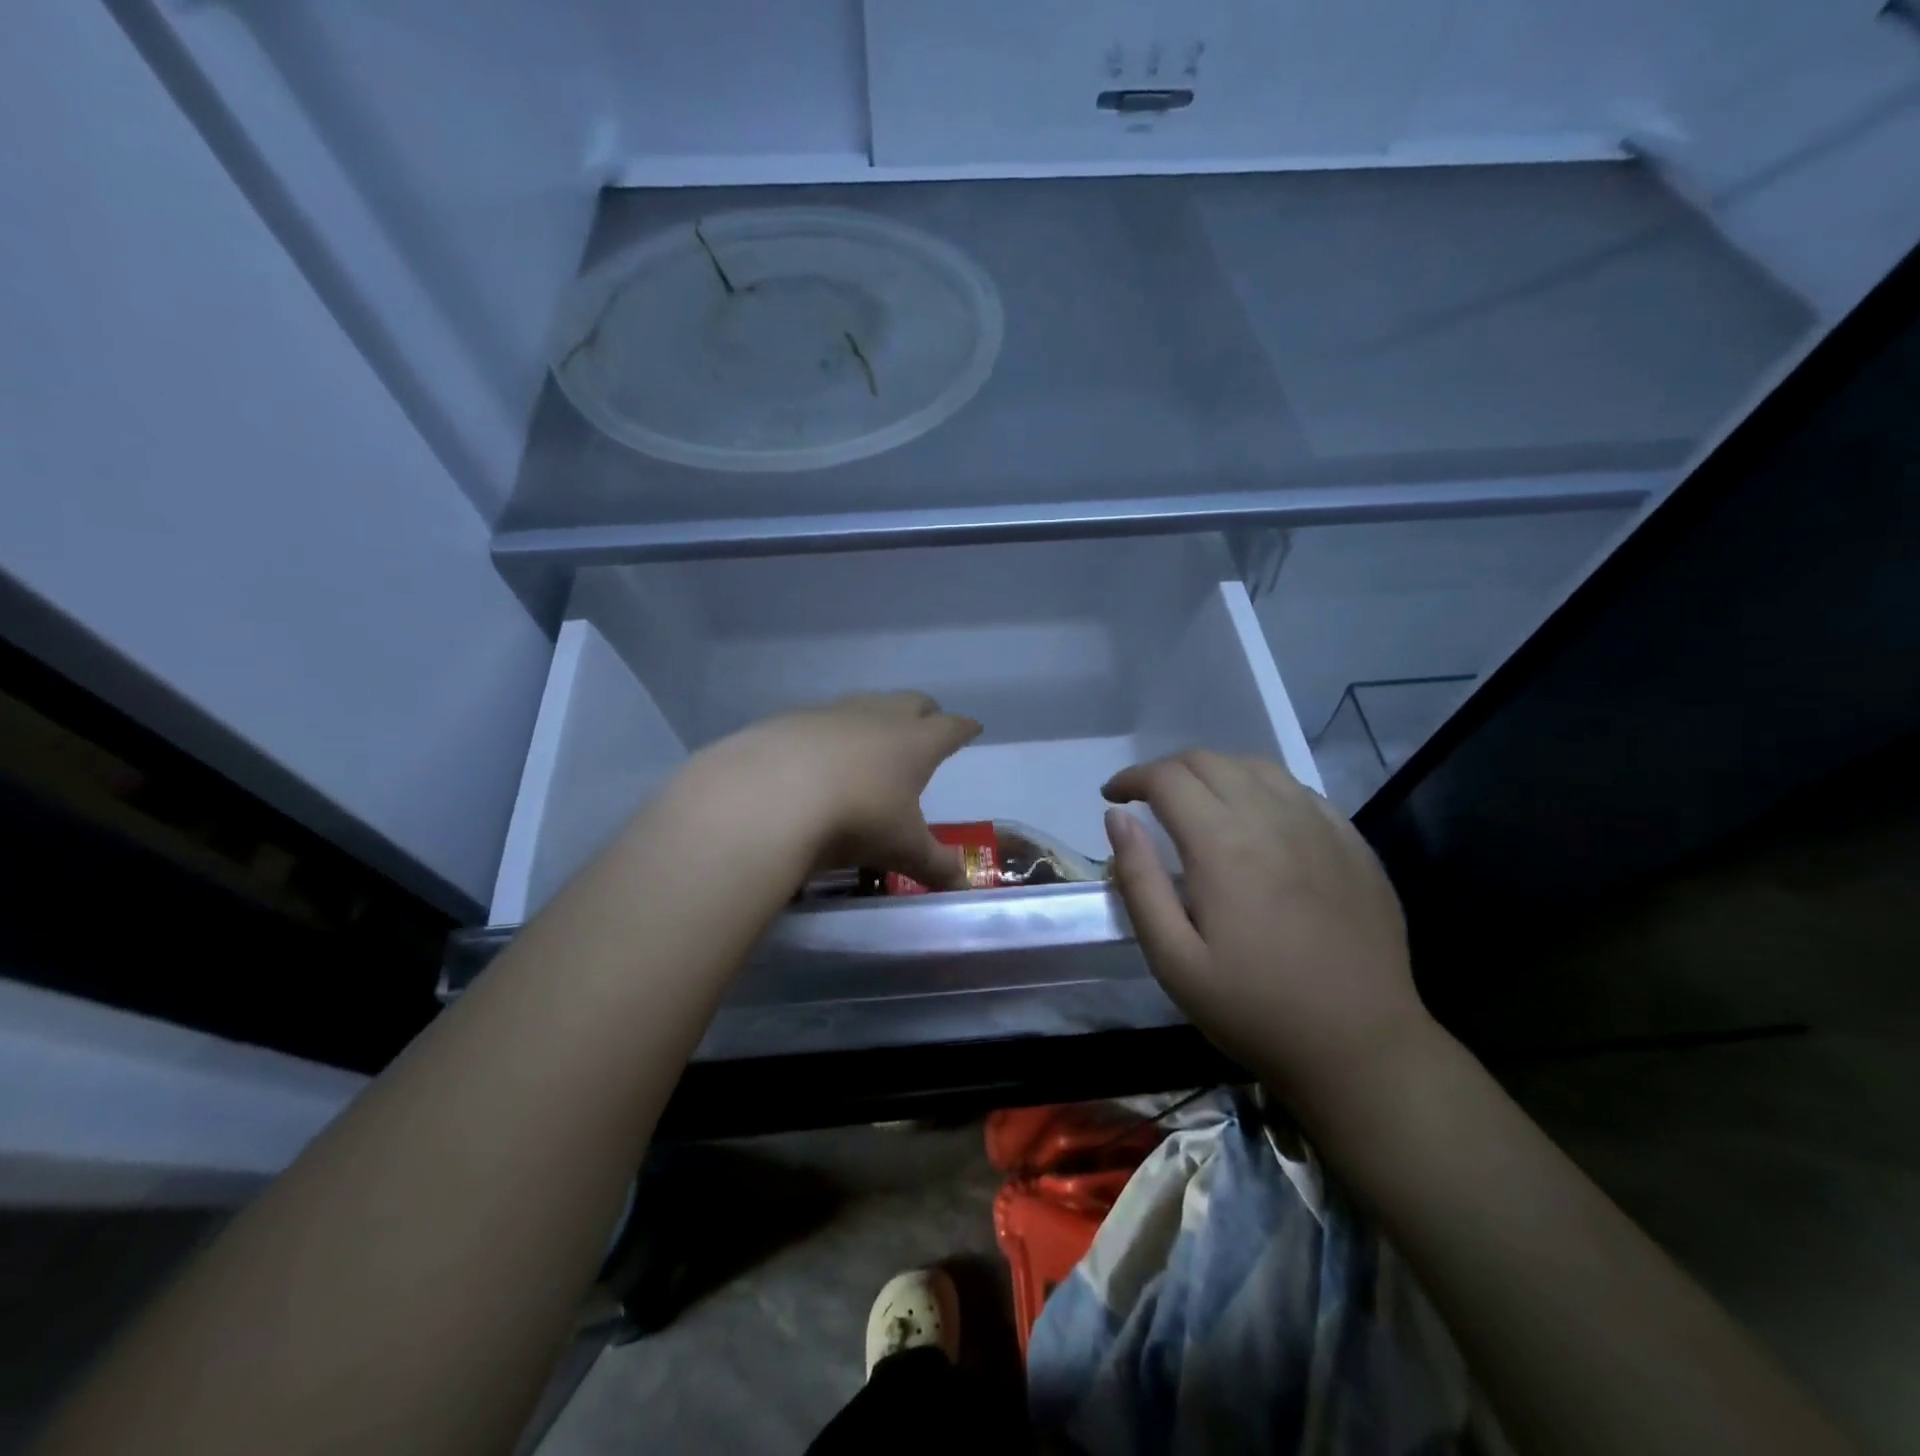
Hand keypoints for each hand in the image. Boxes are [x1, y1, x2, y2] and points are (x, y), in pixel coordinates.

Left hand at [684, 691, 982, 890]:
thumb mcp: (901, 849)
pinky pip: (820, 719)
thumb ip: (934, 866)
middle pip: (912, 702)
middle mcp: (878, 716)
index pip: (950, 727)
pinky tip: (816, 756)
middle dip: (925, 713)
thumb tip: (963, 886)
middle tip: (928, 726)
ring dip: (875, 717)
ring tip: (873, 740)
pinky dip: (828, 733)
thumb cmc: (855, 819)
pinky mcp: (790, 719)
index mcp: (915, 743)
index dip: (963, 728)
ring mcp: (832, 713)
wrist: (770, 796)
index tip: (971, 728)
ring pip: (865, 704)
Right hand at [1101, 750, 1429, 1110]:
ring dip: (1214, 772)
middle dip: (1167, 770)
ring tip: (1196, 802)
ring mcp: (1320, 826)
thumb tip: (1117, 819)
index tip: (1113, 796)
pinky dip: (1261, 787)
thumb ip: (1139, 882)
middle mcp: (1272, 818)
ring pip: (1256, 766)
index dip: (1132, 778)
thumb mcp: (1174, 960)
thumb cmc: (1254, 1009)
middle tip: (1147, 801)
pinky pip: (1298, 789)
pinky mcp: (1351, 842)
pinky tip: (1256, 818)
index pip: (1167, 778)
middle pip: (1209, 761)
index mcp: (1223, 844)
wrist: (1361, 1046)